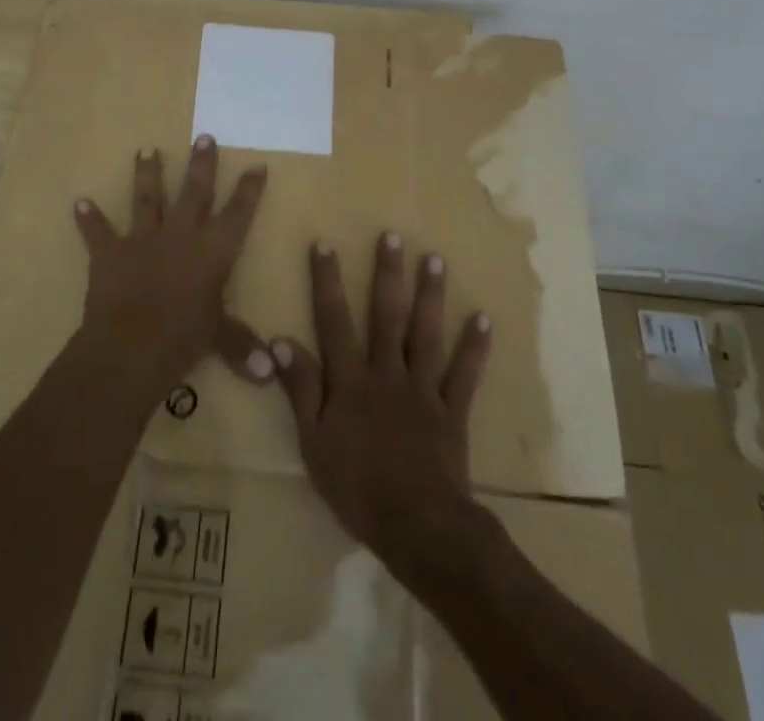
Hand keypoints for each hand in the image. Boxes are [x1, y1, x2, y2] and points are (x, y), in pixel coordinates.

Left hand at [73, 135, 273, 396]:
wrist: (130, 346)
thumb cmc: (183, 339)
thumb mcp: (218, 339)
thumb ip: (242, 346)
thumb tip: (271, 371)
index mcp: (213, 251)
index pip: (238, 214)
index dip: (249, 190)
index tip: (257, 165)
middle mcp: (181, 234)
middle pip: (195, 192)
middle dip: (201, 164)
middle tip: (204, 136)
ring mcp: (143, 239)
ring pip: (147, 198)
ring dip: (147, 174)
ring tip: (145, 150)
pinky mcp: (111, 252)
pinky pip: (98, 232)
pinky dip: (89, 219)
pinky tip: (79, 203)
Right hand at [271, 233, 492, 575]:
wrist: (418, 527)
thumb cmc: (357, 487)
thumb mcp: (313, 442)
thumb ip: (301, 389)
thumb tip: (280, 342)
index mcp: (351, 380)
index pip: (334, 320)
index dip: (327, 281)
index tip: (324, 244)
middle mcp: (387, 372)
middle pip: (386, 315)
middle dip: (387, 273)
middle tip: (392, 236)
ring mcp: (423, 389)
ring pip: (426, 334)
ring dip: (430, 295)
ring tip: (435, 259)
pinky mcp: (452, 411)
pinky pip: (464, 374)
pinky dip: (474, 347)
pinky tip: (483, 319)